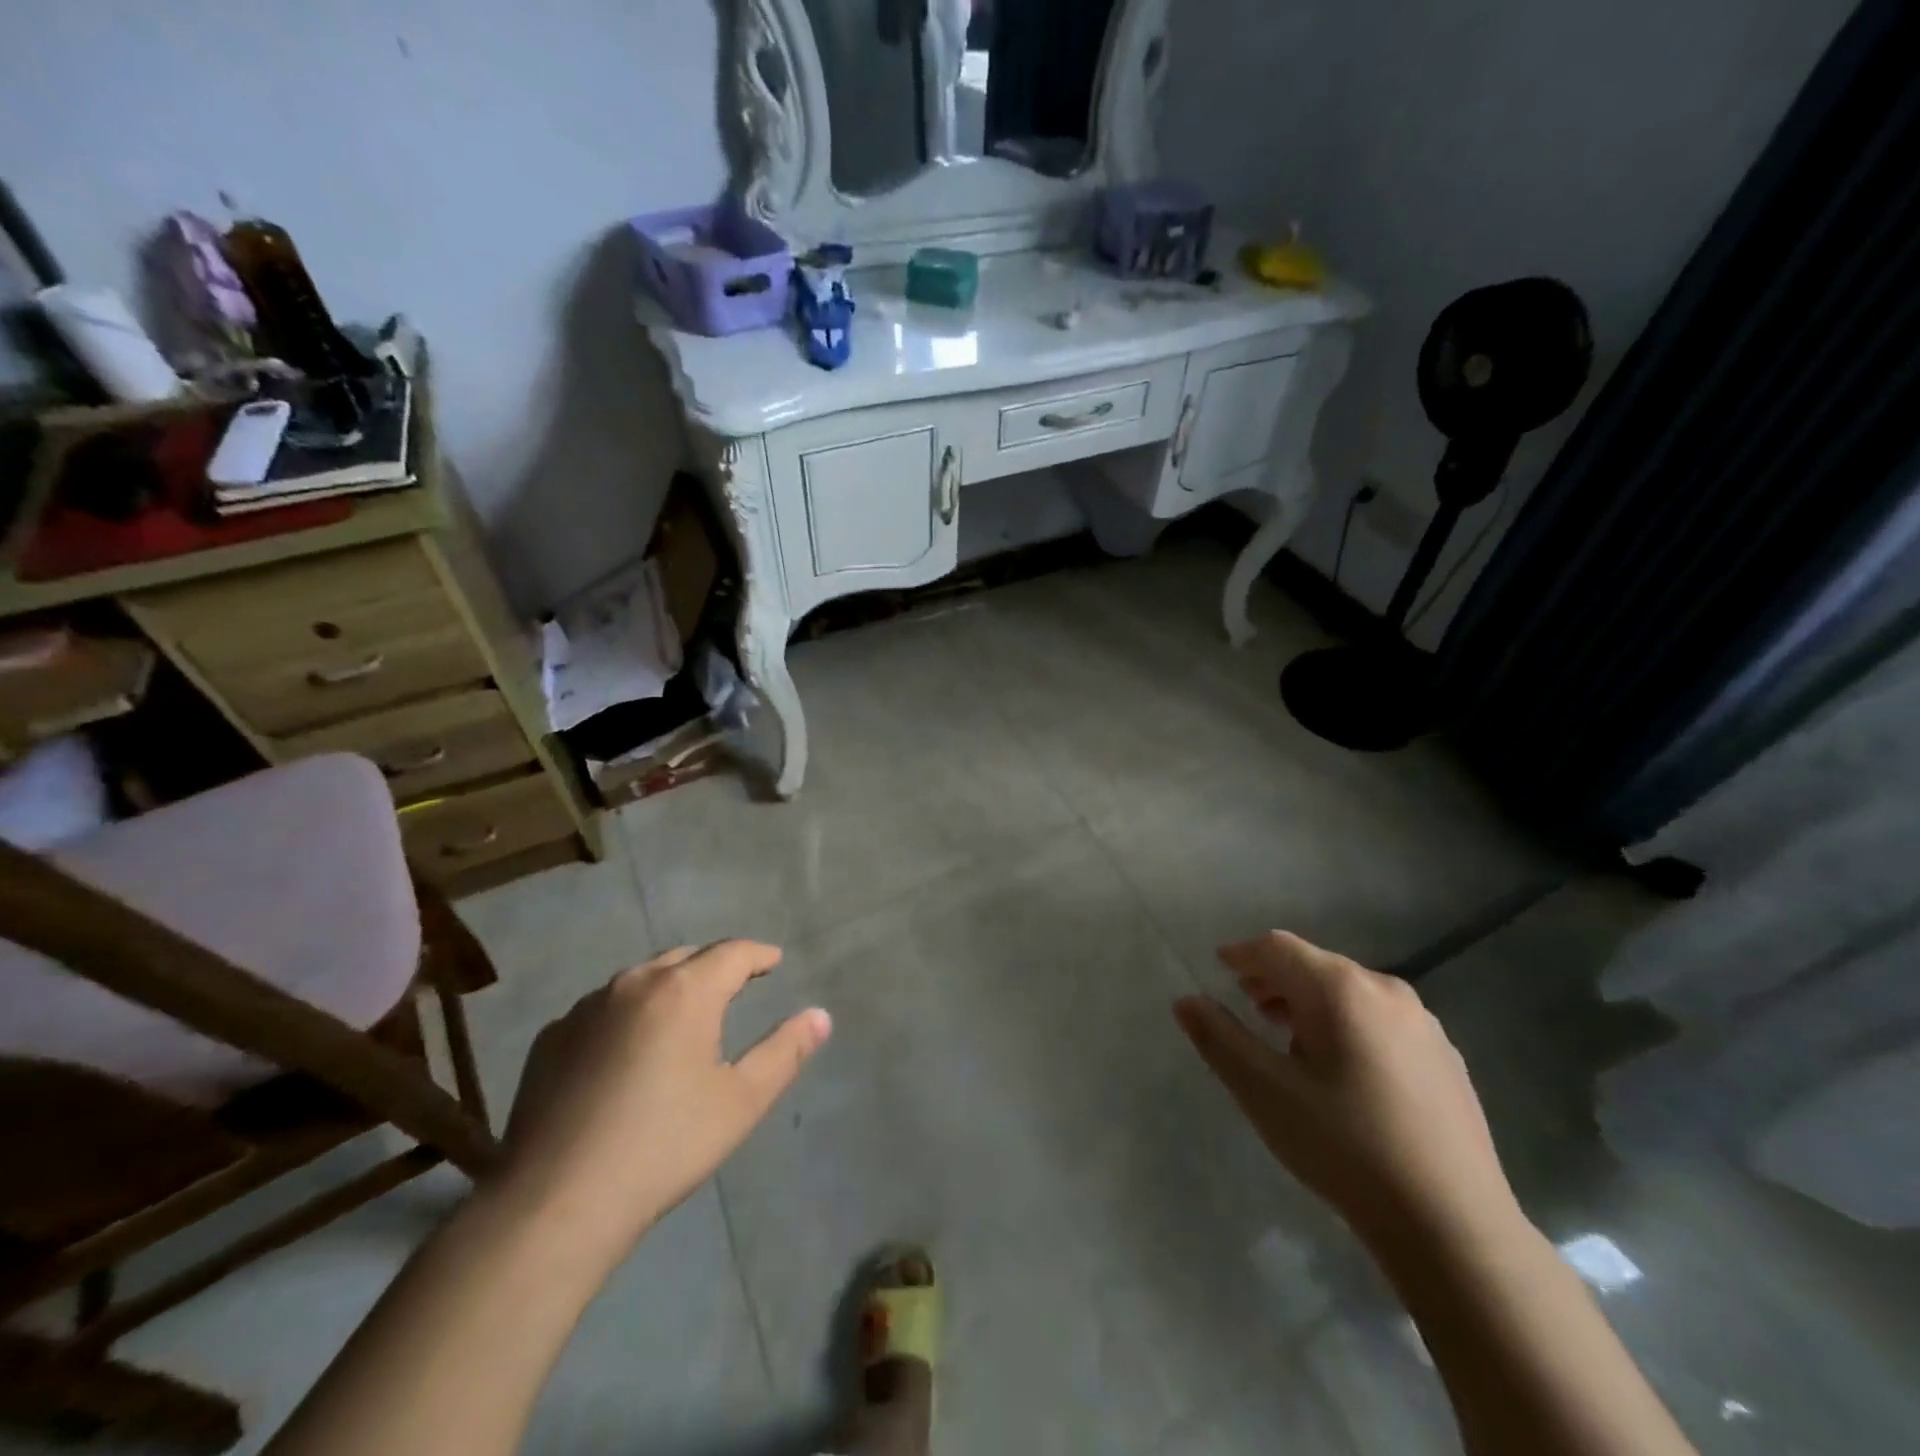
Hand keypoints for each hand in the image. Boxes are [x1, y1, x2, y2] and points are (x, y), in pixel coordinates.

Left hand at [491, 941, 829, 1261]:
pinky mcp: (551, 1039)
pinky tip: (626, 1051)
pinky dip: (626, 1014)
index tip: (774, 961)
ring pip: (640, 979)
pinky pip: (602, 1009)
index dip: (759, 954)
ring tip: (683, 1016)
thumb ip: (785, 1051)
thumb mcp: (741, 1102)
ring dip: (669, 987)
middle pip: (686, 957)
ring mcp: (585, 1009)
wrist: (554, 1204)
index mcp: (684, 991)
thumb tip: (820, 1015)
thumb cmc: (663, 1147)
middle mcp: (634, 984)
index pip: (733, 952)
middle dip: (715, 966)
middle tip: (735, 985)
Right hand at [1174, 932, 1518, 1253]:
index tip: (1218, 969)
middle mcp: (1385, 990)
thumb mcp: (1264, 1092)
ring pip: (1350, 992)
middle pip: (1315, 965)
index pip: (1277, 948)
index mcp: (1340, 989)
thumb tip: (1186, 1001)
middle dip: (1275, 979)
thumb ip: (1219, 1038)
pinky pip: (1381, 1020)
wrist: (1453, 1226)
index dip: (1242, 954)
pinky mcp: (1447, 1058)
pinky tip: (1343, 1073)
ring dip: (1310, 1003)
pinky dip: (1348, 1025)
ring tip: (1289, 1041)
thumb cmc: (1345, 1148)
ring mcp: (1424, 1024)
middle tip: (1249, 1007)